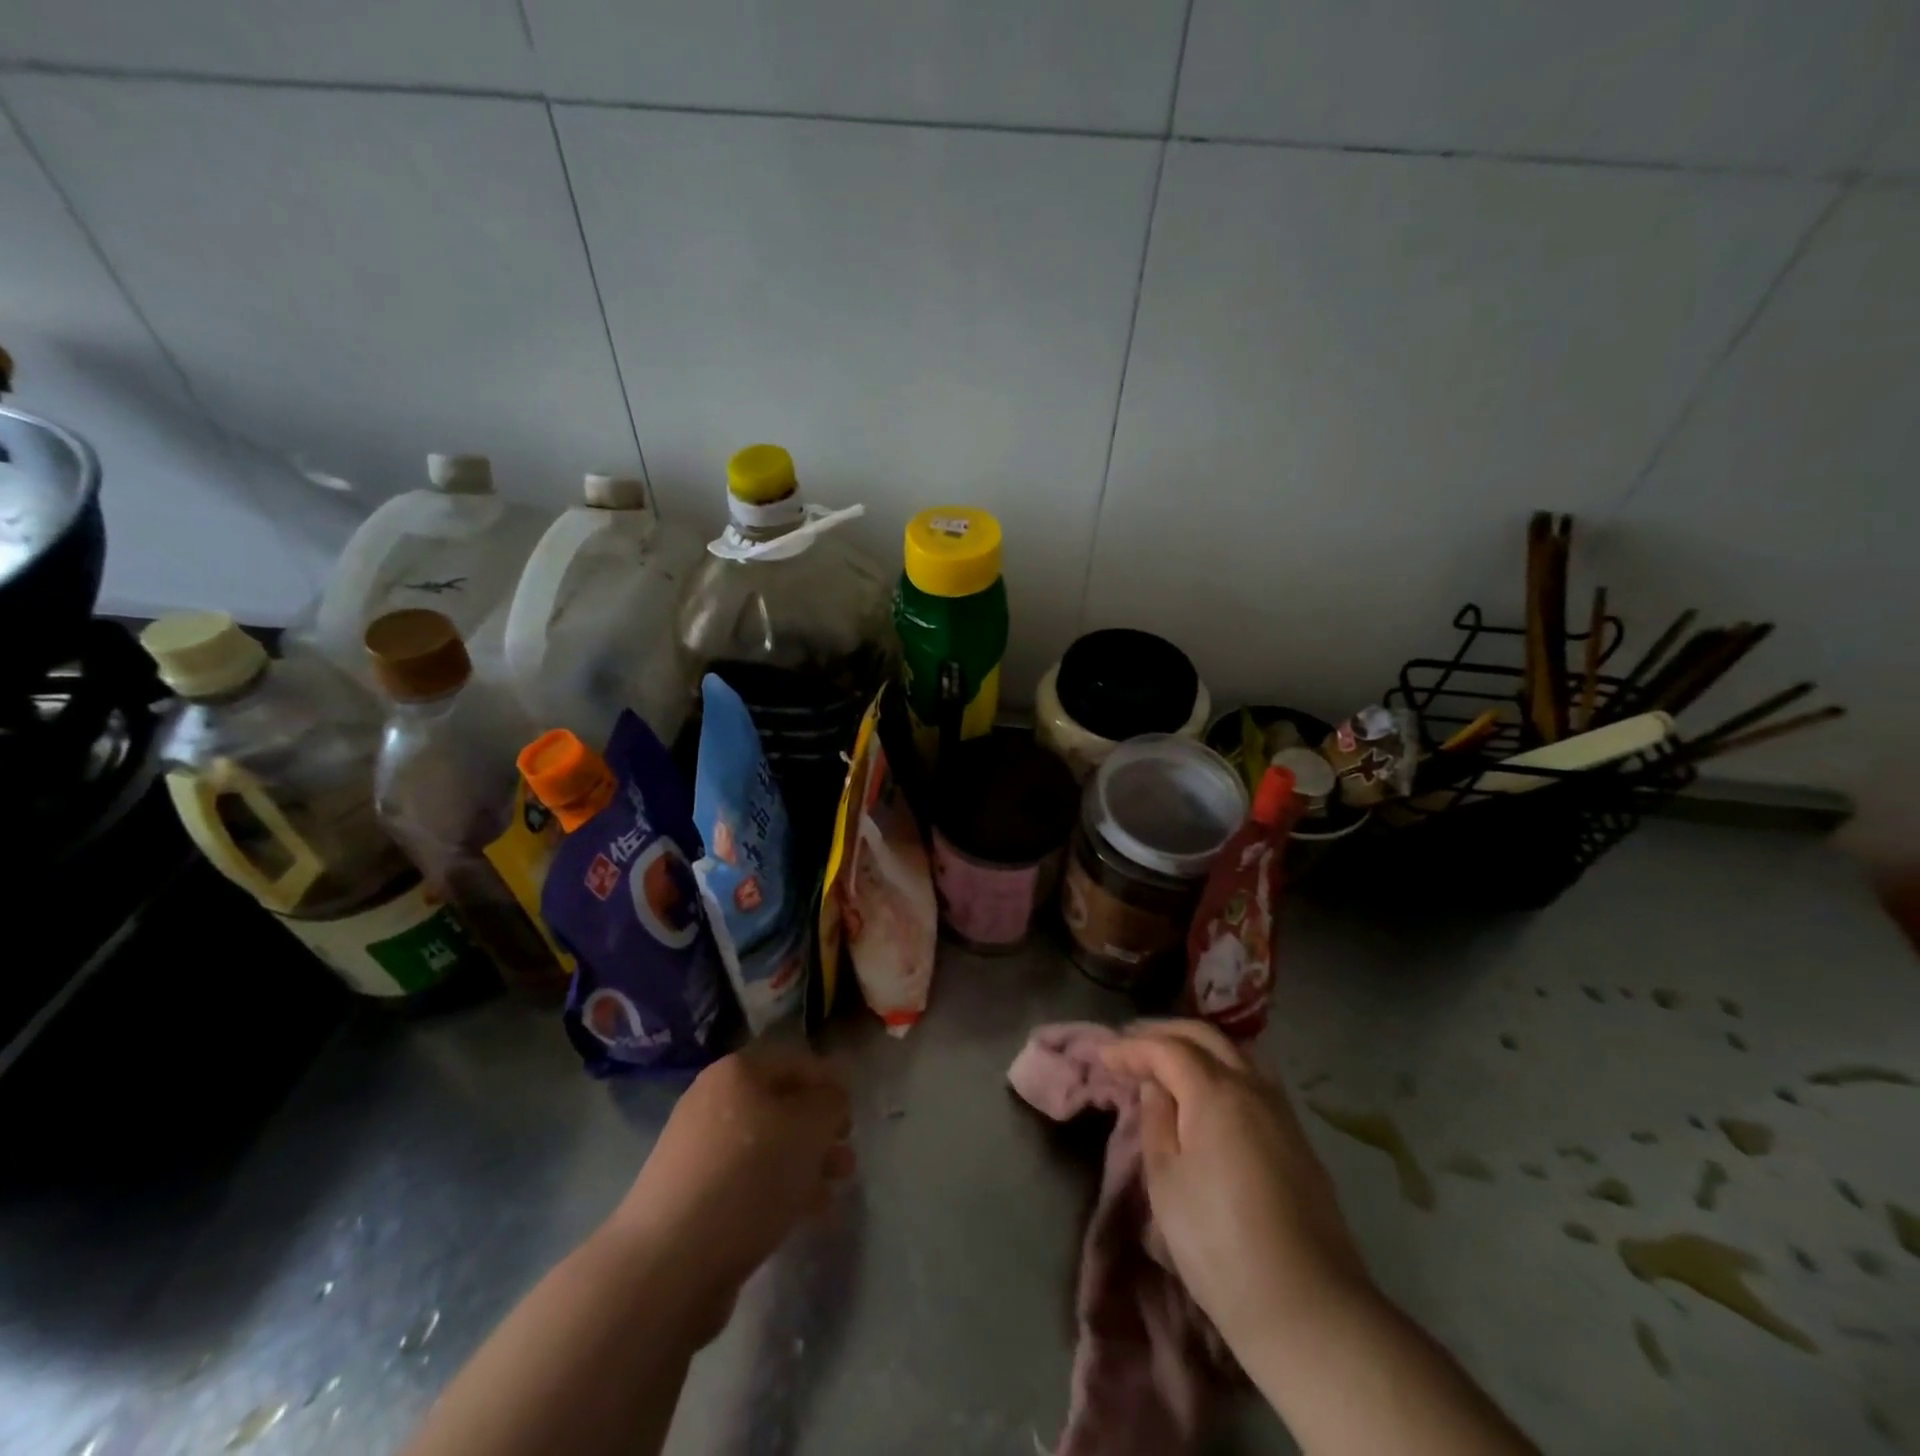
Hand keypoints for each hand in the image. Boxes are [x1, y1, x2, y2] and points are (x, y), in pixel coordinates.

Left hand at [613, 1043, 854, 1337]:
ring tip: (833, 1189)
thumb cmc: (748, 1177)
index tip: (854, 1114)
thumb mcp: (808, 1128)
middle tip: (847, 1155)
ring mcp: (699, 1152)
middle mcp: (713, 1101)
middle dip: (819, 1130)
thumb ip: (831, 1102)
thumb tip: (831, 1097)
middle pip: (781, 1105)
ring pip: (767, 1146)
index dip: (830, 1082)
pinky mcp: (693, 1198)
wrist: (668, 1265)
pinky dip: (779, 1191)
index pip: (795, 1060)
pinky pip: (748, 1182)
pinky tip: (804, 1215)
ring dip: (805, 1163)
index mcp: (737, 1072)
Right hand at [1102, 1022, 1367, 1358]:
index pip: (1168, 1049)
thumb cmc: (1219, 1243)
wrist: (1307, 1308)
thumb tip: (1157, 1088)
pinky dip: (1224, 1070)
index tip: (1103, 1055)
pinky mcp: (1299, 1141)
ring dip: (1199, 1047)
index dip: (1132, 1048)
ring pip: (1237, 1054)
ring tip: (1170, 1061)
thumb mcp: (1167, 1183)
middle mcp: (1253, 1088)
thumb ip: (1157, 1123)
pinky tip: (1210, 1092)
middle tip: (1132, 1044)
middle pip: (1206, 1037)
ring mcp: (1282, 1113)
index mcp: (1217, 1092)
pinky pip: (1255, 1081)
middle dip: (1165, 1033)